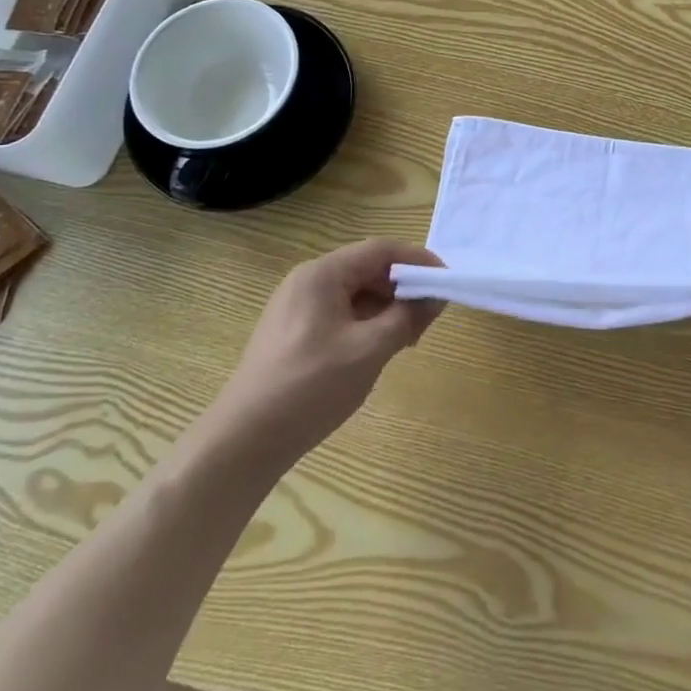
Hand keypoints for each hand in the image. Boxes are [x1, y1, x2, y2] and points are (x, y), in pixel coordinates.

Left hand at [212, 240, 443, 467]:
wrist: (244, 441)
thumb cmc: (310, 387)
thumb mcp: (369, 350)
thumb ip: (407, 317)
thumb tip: (436, 296)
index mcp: (322, 274)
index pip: (380, 250)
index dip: (418, 261)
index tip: (446, 282)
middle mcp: (307, 281)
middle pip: (367, 269)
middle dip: (403, 288)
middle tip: (430, 316)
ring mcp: (296, 307)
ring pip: (354, 293)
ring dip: (386, 308)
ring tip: (408, 338)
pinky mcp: (293, 332)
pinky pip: (339, 313)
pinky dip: (366, 323)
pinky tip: (378, 349)